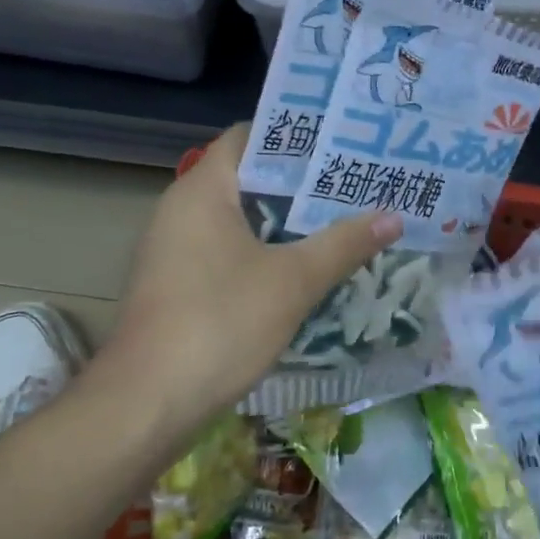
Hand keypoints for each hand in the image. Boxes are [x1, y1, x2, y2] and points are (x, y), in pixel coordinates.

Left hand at [101, 123, 402, 442]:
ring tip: (341, 222)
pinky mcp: (176, 288)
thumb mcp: (292, 281)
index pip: (249, 137)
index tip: (343, 143)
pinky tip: (302, 271)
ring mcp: (174, 251)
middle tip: (356, 185)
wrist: (147, 403)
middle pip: (248, 180)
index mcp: (202, 190)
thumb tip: (393, 216)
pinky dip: (264, 255)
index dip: (296, 135)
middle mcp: (181, 210)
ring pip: (239, 222)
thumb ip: (343, 244)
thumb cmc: (219, 323)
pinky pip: (227, 255)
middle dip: (302, 184)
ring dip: (286, 224)